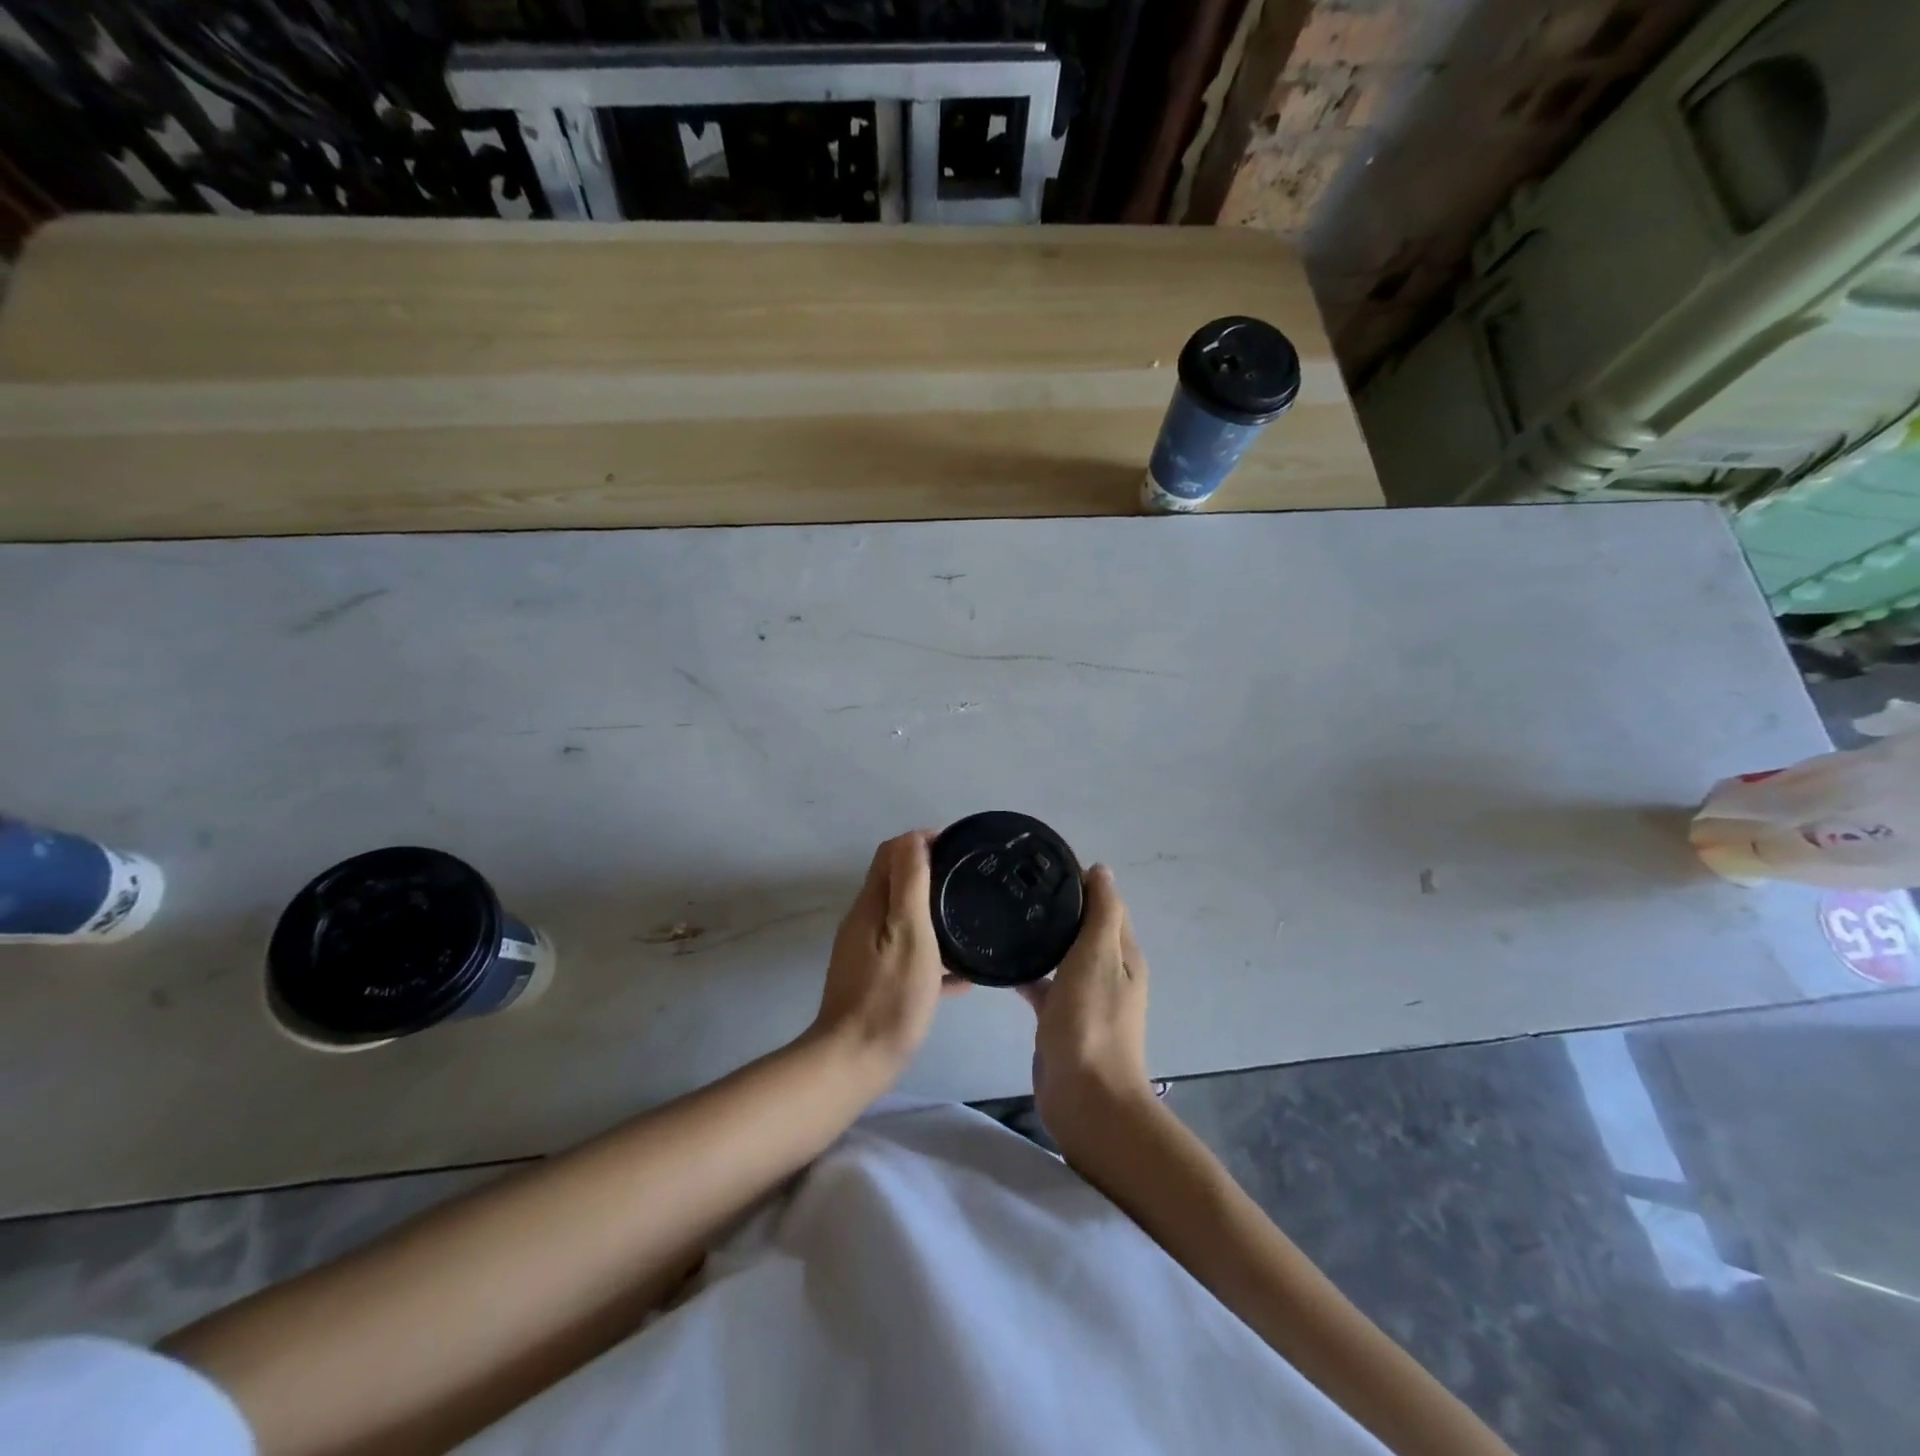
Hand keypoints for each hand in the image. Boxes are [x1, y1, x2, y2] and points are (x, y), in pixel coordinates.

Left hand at [810, 831, 966, 1084]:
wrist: (855, 1062)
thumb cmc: (889, 994)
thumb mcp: (908, 932)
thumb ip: (910, 884)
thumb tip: (913, 837)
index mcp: (871, 905)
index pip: (892, 853)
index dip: (922, 842)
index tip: (959, 848)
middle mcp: (864, 922)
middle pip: (897, 883)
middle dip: (932, 874)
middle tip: (970, 881)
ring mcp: (867, 953)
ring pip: (905, 920)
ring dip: (934, 914)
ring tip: (972, 922)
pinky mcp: (875, 980)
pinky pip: (908, 955)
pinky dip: (933, 954)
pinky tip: (963, 976)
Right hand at [1019, 865, 1153, 1153]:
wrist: (1085, 1097)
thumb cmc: (1092, 1021)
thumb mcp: (1099, 957)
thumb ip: (1102, 913)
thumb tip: (1101, 870)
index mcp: (1123, 953)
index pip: (1104, 904)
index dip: (1079, 881)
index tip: (1041, 863)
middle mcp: (1107, 971)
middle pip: (1082, 928)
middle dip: (1057, 906)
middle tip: (1015, 886)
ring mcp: (1084, 996)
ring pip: (1062, 955)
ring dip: (1042, 937)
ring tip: (1004, 914)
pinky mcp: (1061, 1018)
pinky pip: (1043, 985)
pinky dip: (1028, 972)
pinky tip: (999, 962)